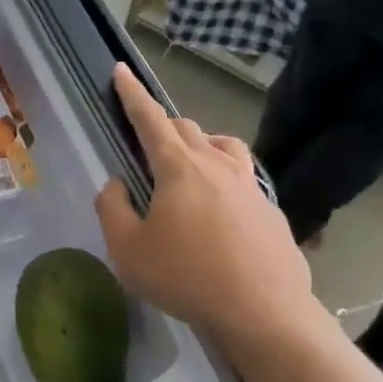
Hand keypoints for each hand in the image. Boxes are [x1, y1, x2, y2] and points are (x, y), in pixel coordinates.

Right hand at [95, 63, 317, 346]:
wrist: (262, 310)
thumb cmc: (186, 277)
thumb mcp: (127, 250)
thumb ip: (112, 209)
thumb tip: (116, 185)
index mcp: (179, 168)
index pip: (150, 119)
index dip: (132, 94)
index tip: (122, 70)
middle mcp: (217, 165)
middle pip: (187, 128)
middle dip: (162, 124)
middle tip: (146, 140)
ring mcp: (250, 185)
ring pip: (223, 145)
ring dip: (200, 144)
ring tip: (189, 163)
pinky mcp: (270, 209)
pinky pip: (243, 177)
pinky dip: (224, 177)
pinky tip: (220, 208)